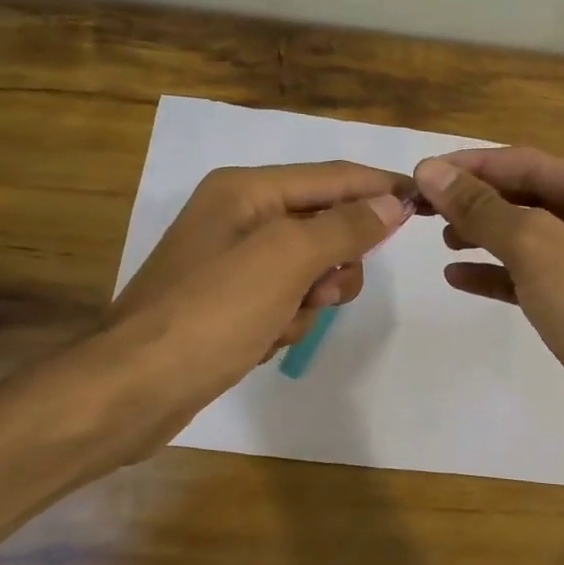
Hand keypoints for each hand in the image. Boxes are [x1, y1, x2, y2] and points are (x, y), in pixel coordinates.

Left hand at [102, 162, 412, 454]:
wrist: (136, 388)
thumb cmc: (213, 313)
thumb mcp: (286, 260)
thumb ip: (343, 227)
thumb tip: (391, 203)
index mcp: (245, 191)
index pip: (332, 177)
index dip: (380, 187)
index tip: (426, 202)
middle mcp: (238, 218)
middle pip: (323, 226)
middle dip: (333, 264)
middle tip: (321, 291)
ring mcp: (231, 264)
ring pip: (309, 271)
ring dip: (308, 301)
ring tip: (280, 325)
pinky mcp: (228, 305)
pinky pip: (284, 302)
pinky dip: (284, 323)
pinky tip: (261, 343)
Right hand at [412, 147, 563, 460]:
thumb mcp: (539, 248)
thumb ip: (483, 209)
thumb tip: (430, 171)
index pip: (536, 163)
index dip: (476, 167)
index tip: (422, 171)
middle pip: (534, 198)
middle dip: (479, 202)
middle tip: (422, 206)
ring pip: (532, 239)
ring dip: (485, 236)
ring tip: (441, 237)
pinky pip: (534, 279)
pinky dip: (498, 276)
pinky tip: (457, 277)